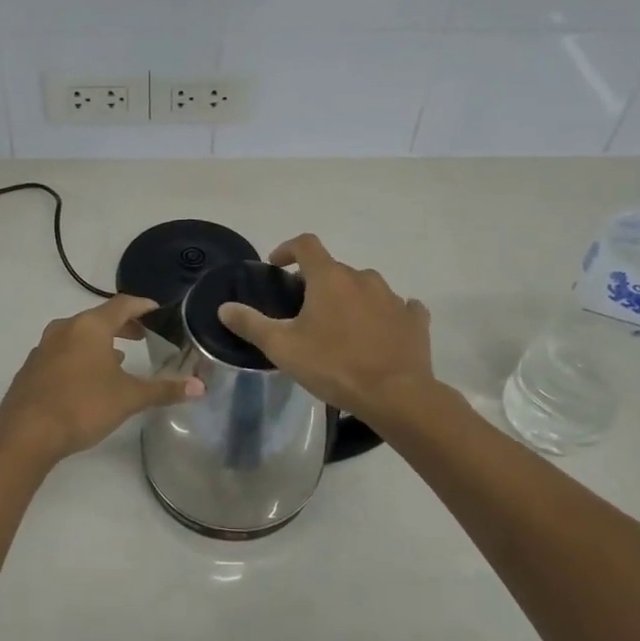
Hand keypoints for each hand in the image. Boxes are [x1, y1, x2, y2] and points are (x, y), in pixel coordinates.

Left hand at [0, 295, 203, 465]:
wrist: (25, 434)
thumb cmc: (82, 406)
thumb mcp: (129, 398)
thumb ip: (164, 390)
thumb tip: (200, 387)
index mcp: (90, 326)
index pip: (122, 305)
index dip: (143, 306)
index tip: (158, 311)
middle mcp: (65, 328)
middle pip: (99, 318)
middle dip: (123, 326)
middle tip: (143, 336)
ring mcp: (44, 347)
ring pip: (78, 335)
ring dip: (100, 343)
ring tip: (118, 358)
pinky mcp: (32, 368)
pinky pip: (62, 352)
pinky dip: (80, 357)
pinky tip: (87, 379)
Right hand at [216, 234, 437, 423]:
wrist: (396, 395)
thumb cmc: (334, 366)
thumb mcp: (282, 348)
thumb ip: (251, 324)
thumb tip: (225, 307)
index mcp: (330, 278)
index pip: (306, 244)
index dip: (287, 249)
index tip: (277, 266)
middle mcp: (363, 278)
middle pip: (334, 270)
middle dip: (317, 284)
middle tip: (304, 312)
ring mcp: (393, 298)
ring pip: (365, 288)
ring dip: (350, 299)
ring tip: (340, 328)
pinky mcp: (414, 320)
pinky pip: (398, 308)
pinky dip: (385, 315)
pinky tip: (380, 334)